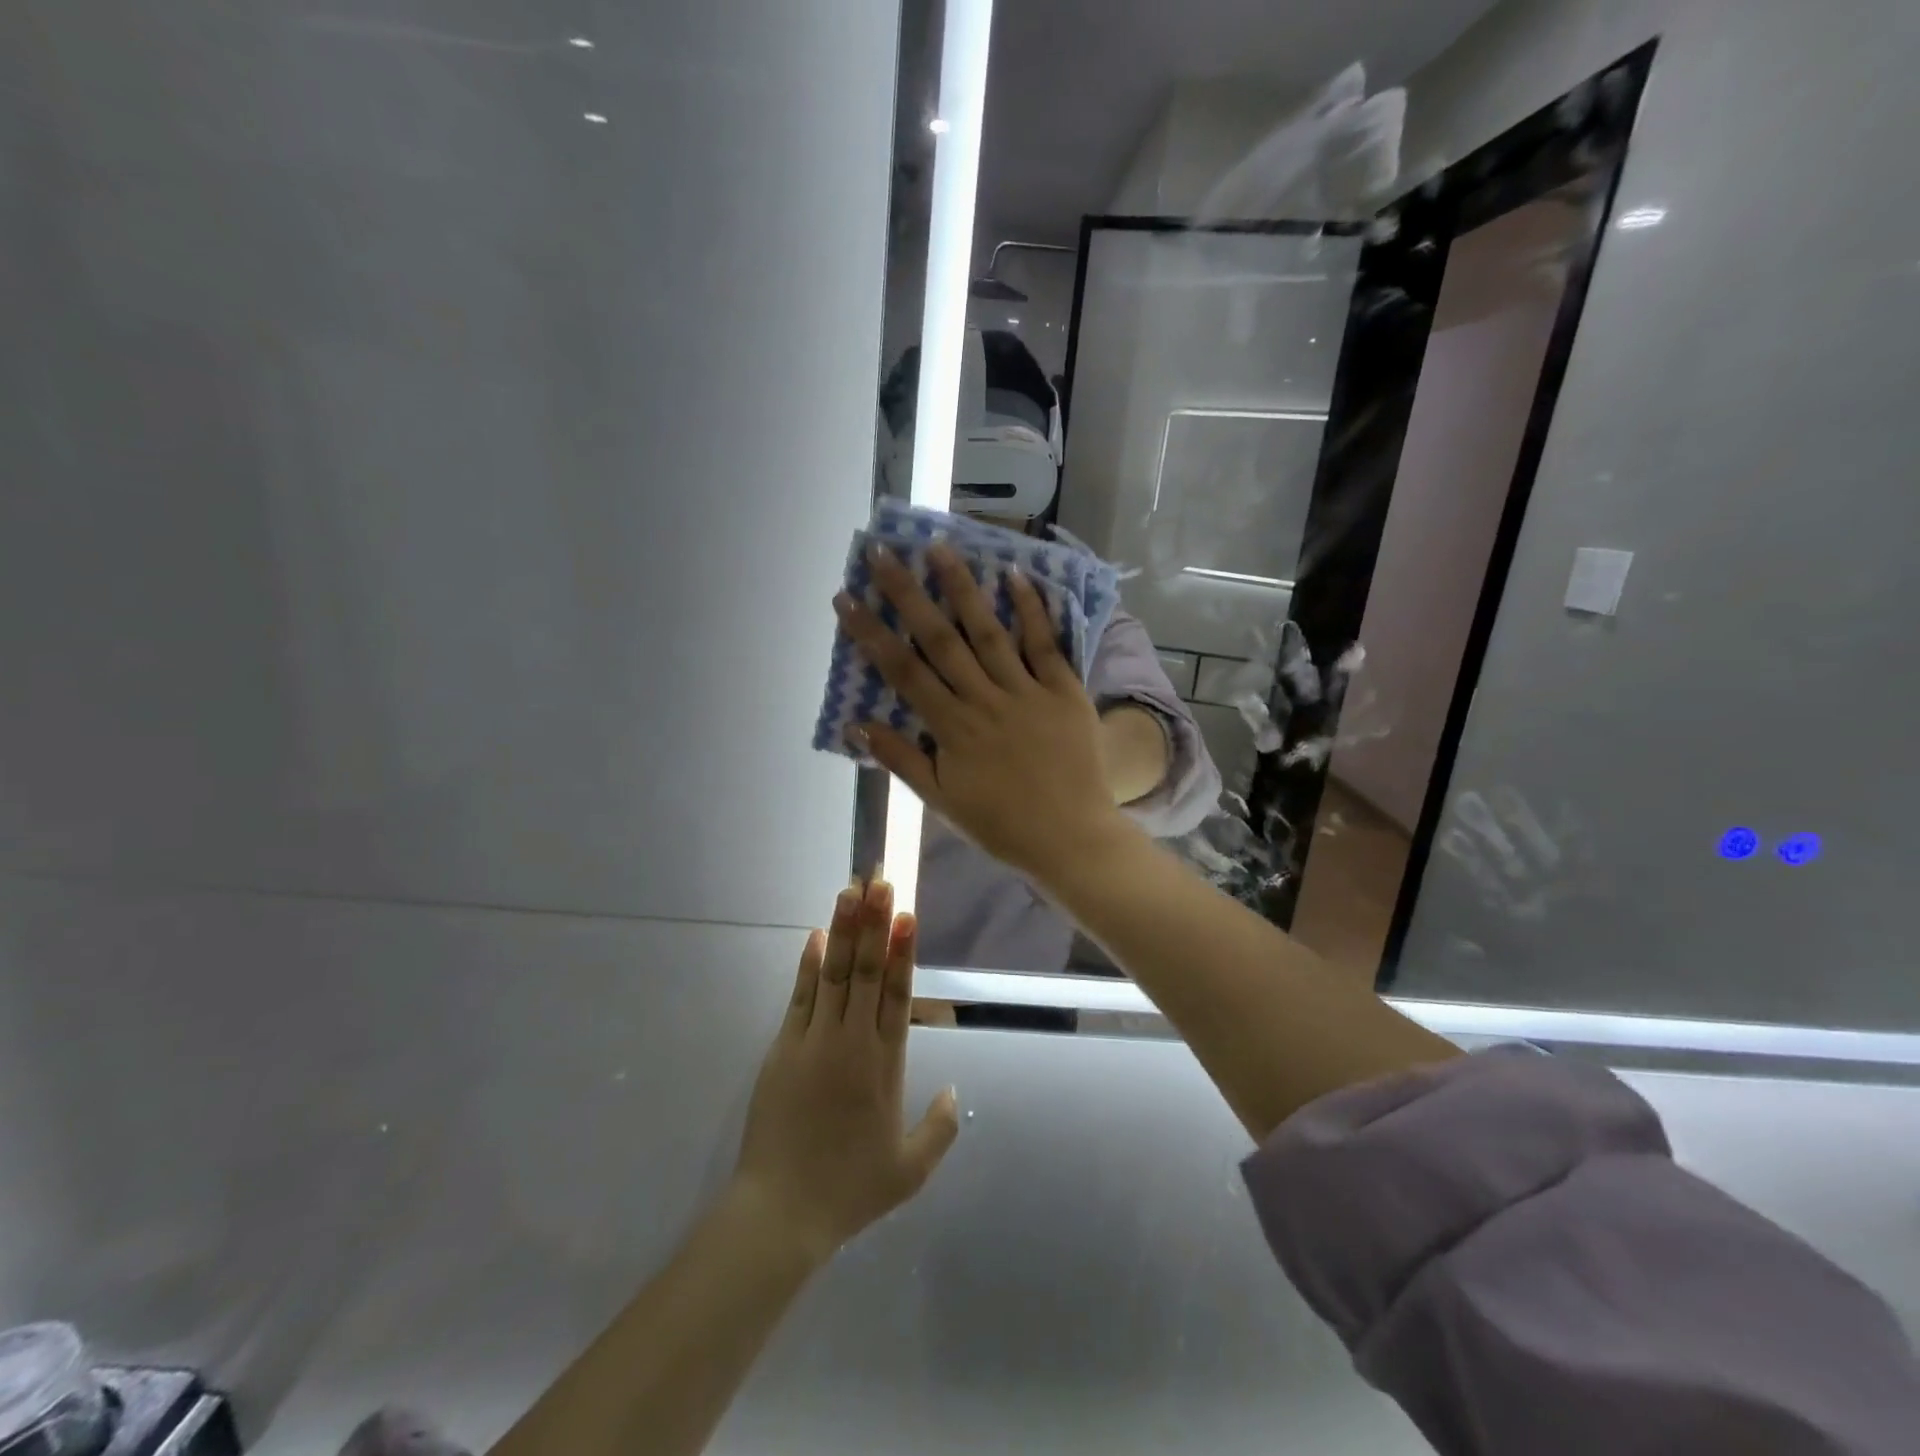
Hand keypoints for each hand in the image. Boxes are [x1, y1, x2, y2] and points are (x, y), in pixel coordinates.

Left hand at [732, 879, 959, 1265]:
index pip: (896, 993)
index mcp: (886, 1064)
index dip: (902, 950)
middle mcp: (853, 1041)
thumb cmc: (850, 1189)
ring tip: (850, 890)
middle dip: (874, 922)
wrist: (783, 1212)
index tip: (905, 913)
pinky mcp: (784, 1048)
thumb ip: (939, 1129)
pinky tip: (815, 935)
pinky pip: (800, 997)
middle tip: (879, 880)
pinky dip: (809, 964)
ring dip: (843, 930)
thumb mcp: (909, 1171)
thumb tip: (956, 1091)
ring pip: (834, 974)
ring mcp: (815, 1041)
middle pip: (865, 971)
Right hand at [834, 543, 1129, 882]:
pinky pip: (1046, 644)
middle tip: (883, 554)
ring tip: (940, 548)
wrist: (1071, 839)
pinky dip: (1031, 610)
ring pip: (989, 631)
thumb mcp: (942, 802)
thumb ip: (902, 760)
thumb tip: (857, 725)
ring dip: (962, 588)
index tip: (846, 597)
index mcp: (952, 728)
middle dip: (907, 594)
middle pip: (940, 639)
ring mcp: (1027, 691)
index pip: (903, 671)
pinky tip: (1015, 575)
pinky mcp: (1065, 691)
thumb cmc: (1001, 825)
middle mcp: (984, 700)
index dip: (871, 633)